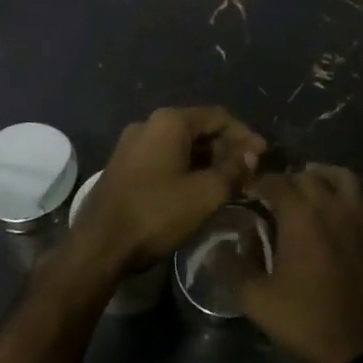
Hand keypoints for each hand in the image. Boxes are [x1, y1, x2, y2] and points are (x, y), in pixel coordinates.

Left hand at [70, 106, 265, 275]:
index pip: (218, 116)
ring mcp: (132, 144)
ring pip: (181, 144)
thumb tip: (253, 153)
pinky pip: (164, 157)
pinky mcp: (124, 165)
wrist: (99, 245)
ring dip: (207, 160)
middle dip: (226, 148)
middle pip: (199, 128)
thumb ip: (234, 169)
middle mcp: (149, 123)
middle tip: (248, 173)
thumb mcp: (205, 194)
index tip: (263, 157)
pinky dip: (186, 168)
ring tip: (227, 183)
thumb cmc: (156, 213)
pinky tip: (198, 189)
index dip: (245, 135)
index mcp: (169, 121)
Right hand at [240, 165, 362, 362]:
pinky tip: (337, 211)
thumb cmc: (307, 319)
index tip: (247, 192)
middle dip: (287, 180)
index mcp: (301, 216)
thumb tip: (218, 248)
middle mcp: (331, 206)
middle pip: (307, 177)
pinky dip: (346, 196)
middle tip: (274, 194)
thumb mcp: (258, 299)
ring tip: (309, 185)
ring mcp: (359, 217)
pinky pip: (361, 200)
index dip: (259, 183)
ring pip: (342, 177)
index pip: (276, 182)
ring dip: (322, 175)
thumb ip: (235, 268)